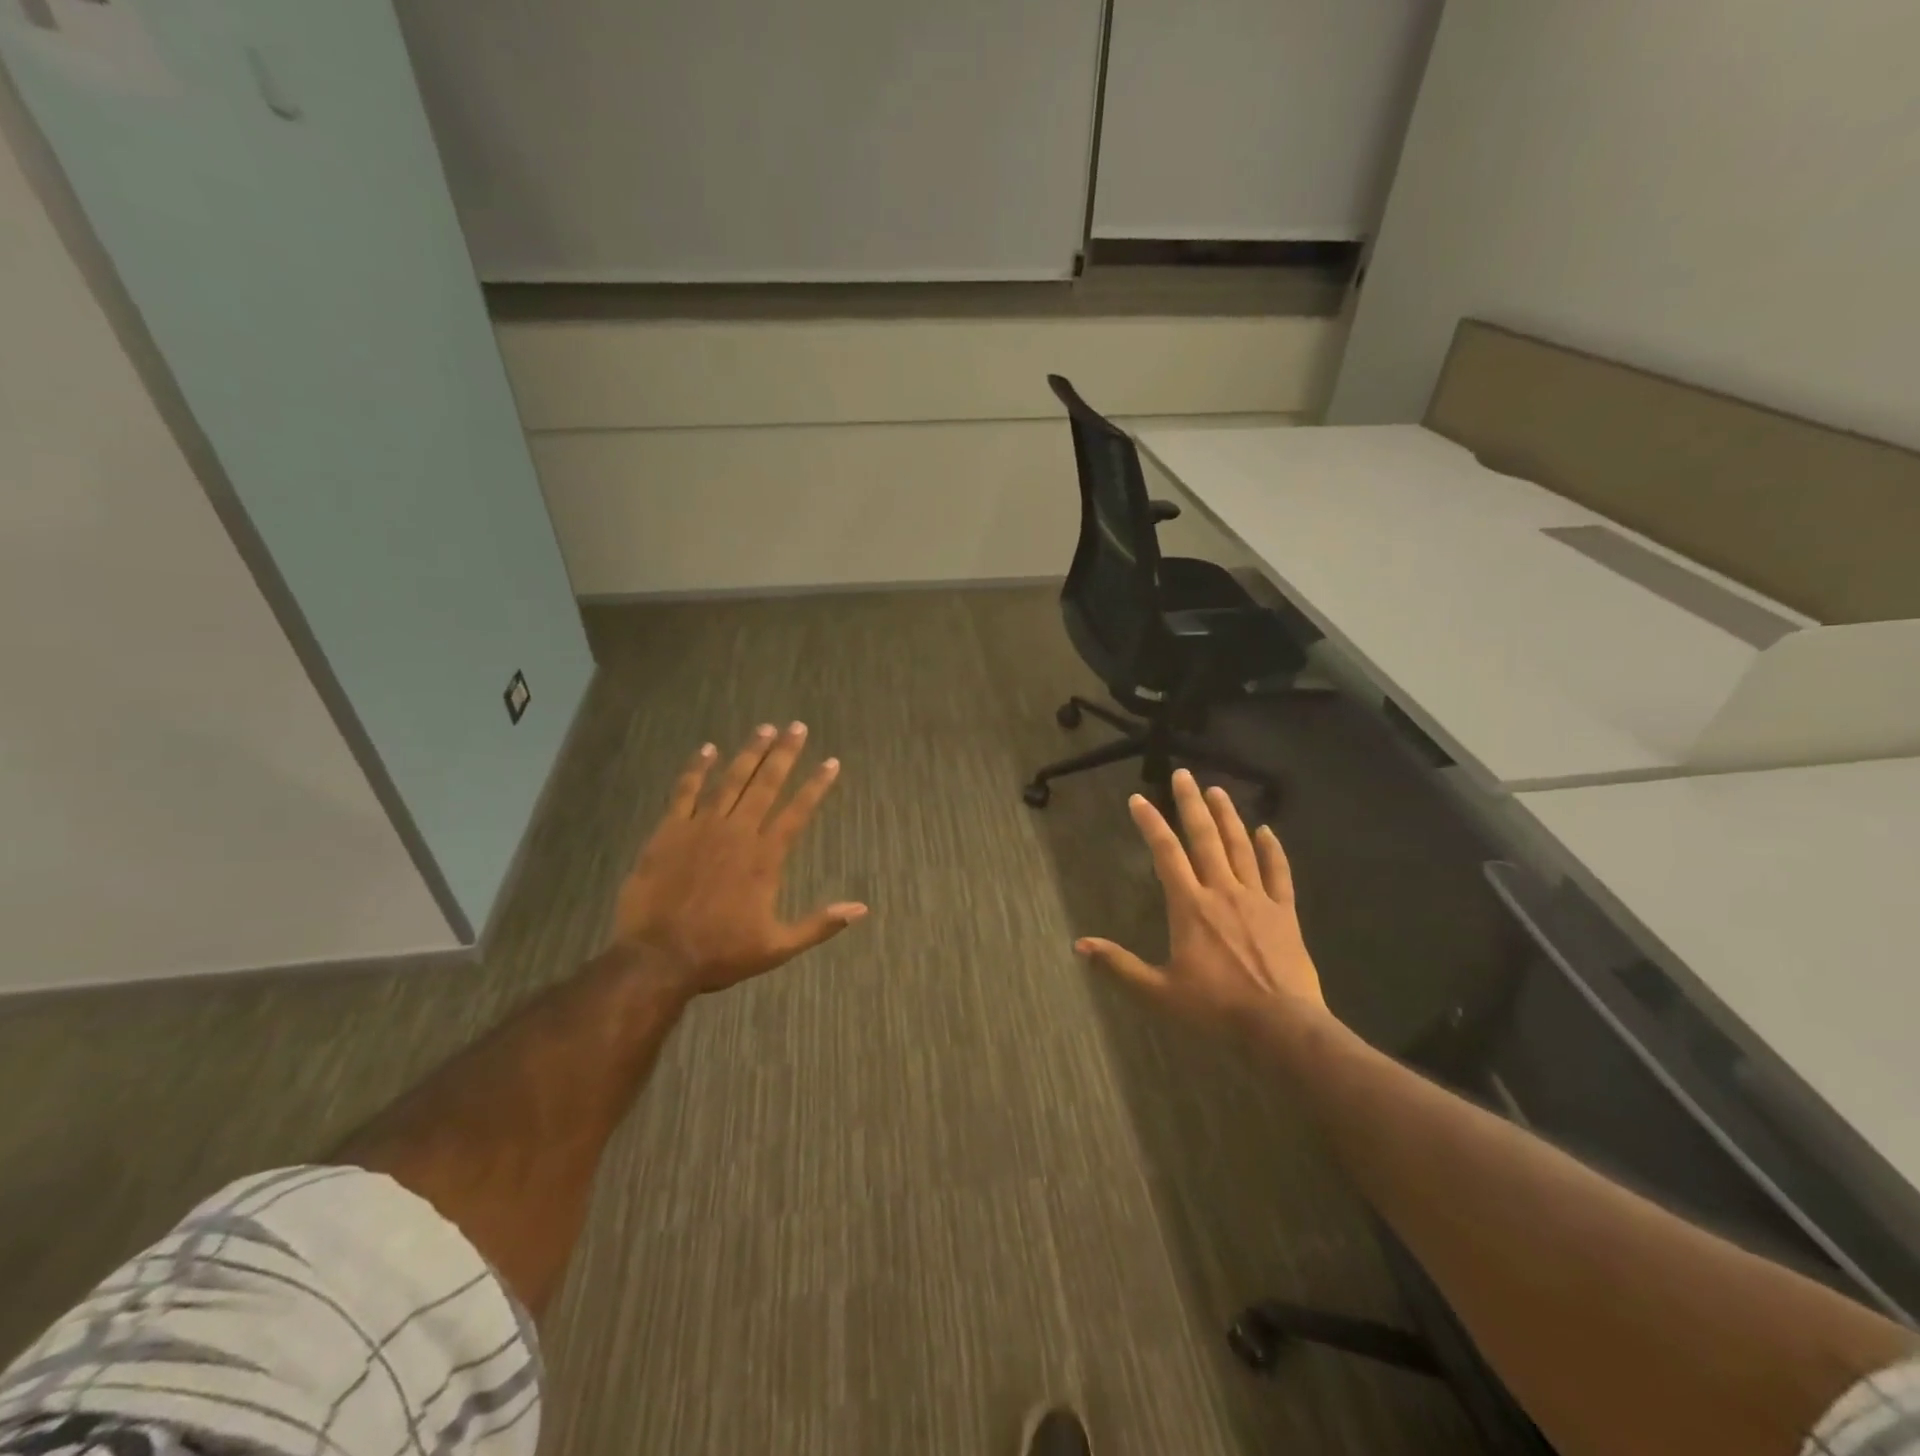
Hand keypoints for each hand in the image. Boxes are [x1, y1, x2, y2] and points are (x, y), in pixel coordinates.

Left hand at [605, 723, 867, 996]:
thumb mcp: (778, 947)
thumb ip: (819, 924)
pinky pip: (685, 791)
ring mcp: (701, 828)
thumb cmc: (721, 953)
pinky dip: (696, 769)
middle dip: (784, 754)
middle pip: (766, 784)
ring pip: (731, 780)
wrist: (658, 958)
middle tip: (797, 727)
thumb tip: (861, 909)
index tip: (831, 762)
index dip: (817, 785)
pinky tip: (707, 749)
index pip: (798, 811)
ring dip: (749, 753)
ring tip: (764, 729)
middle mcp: (738, 832)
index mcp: (765, 857)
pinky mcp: (669, 831)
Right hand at [1076, 769, 1327, 1030]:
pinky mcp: (1284, 912)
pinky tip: (1266, 830)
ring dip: (1227, 816)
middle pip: (1204, 838)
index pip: (1166, 854)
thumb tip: (1079, 945)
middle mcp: (1222, 891)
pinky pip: (1278, 873)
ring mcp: (1257, 899)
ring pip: (1240, 847)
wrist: (1282, 1027)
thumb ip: (1119, 966)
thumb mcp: (1159, 992)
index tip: (1138, 798)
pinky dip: (1272, 849)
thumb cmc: (1216, 1008)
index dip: (1151, 823)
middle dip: (1191, 804)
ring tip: (1217, 790)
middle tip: (1183, 774)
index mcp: (1190, 906)